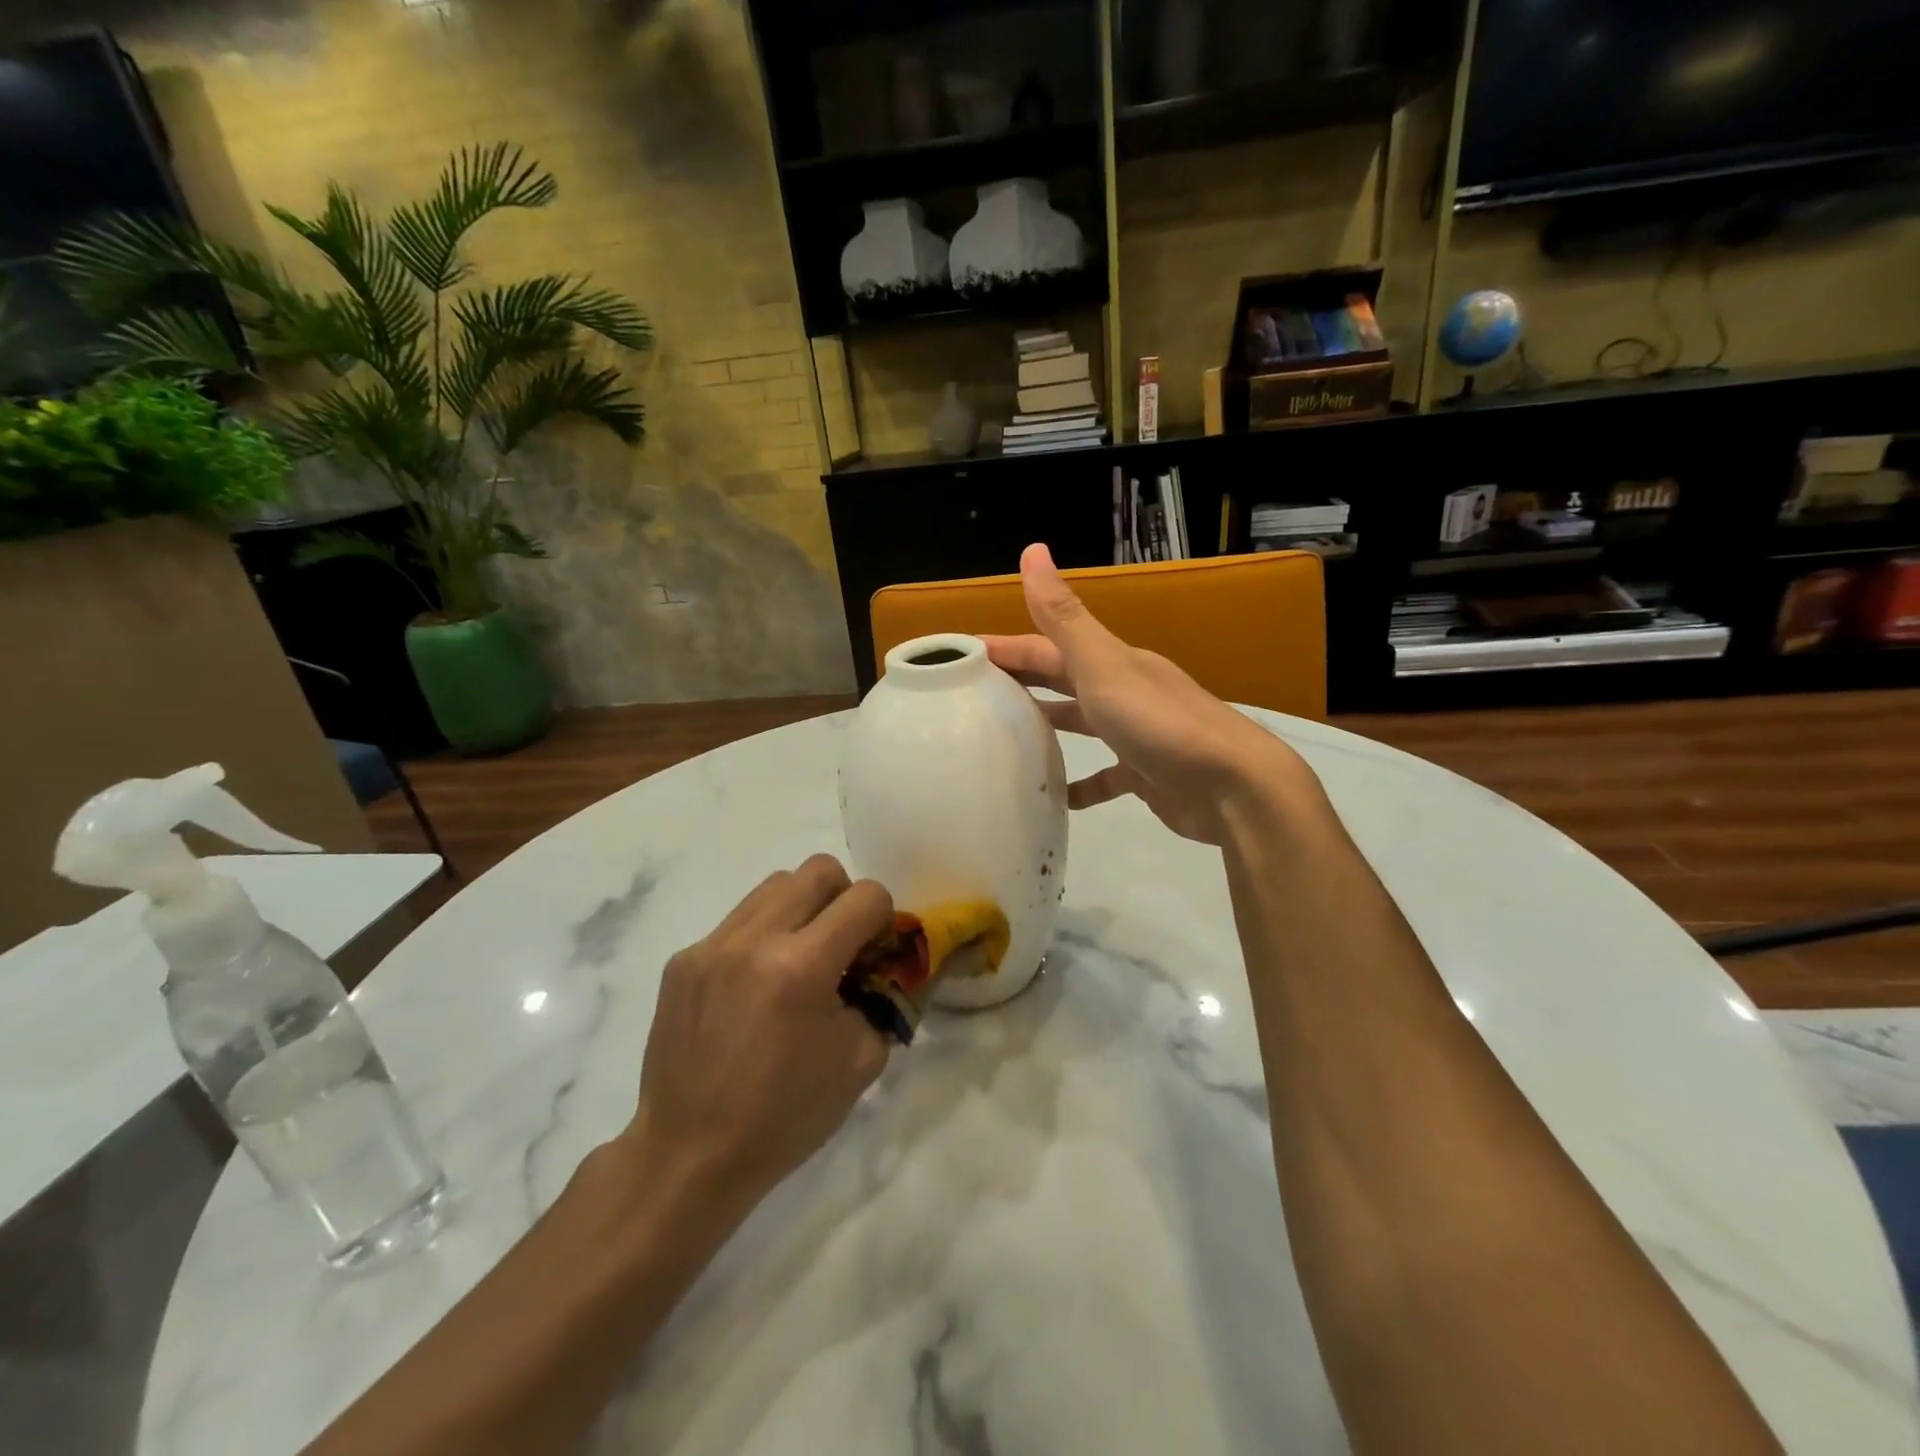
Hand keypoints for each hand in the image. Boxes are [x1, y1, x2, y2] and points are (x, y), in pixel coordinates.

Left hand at [622, 855, 893, 1213]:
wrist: (689, 1155)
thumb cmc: (785, 1115)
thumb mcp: (862, 1061)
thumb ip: (887, 997)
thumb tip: (890, 963)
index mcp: (802, 967)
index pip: (865, 896)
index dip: (884, 919)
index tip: (876, 953)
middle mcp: (754, 940)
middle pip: (818, 869)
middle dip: (844, 898)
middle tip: (842, 944)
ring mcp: (712, 945)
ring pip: (775, 885)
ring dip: (801, 909)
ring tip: (798, 960)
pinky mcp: (683, 959)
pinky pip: (738, 920)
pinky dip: (762, 937)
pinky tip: (755, 987)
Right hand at [981, 543, 1307, 844]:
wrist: (1233, 788)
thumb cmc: (1160, 724)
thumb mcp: (1104, 666)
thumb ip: (1064, 617)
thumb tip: (1033, 549)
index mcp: (1112, 662)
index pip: (1046, 646)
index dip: (1005, 647)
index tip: (959, 658)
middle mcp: (1124, 691)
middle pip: (1062, 680)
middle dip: (1021, 683)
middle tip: (973, 698)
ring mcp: (1138, 734)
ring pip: (1083, 724)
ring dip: (1050, 727)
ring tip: (1007, 742)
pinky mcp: (1147, 775)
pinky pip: (1106, 777)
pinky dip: (1082, 784)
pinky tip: (1059, 797)